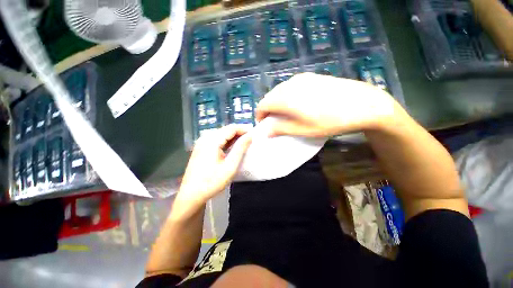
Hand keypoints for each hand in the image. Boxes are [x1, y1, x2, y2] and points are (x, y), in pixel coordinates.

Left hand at [178, 125, 252, 204]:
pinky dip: (227, 142)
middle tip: (251, 139)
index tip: (255, 134)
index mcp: (212, 140)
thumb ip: (240, 148)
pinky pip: (217, 141)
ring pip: (221, 135)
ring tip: (245, 143)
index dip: (244, 129)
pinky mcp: (201, 148)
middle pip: (226, 130)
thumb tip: (250, 136)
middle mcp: (205, 138)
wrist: (191, 195)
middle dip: (239, 133)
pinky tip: (233, 147)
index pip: (231, 128)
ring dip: (234, 137)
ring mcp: (202, 143)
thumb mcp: (230, 165)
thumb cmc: (212, 181)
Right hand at [256, 73, 402, 136]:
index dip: (260, 115)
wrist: (362, 104)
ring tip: (284, 113)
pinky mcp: (311, 76)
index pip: (263, 105)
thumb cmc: (330, 121)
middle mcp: (290, 84)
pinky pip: (291, 86)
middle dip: (267, 109)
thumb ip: (281, 129)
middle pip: (270, 96)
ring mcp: (301, 78)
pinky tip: (297, 103)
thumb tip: (266, 131)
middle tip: (273, 121)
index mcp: (285, 98)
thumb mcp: (303, 130)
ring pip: (280, 90)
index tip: (264, 125)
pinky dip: (287, 96)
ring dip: (277, 102)